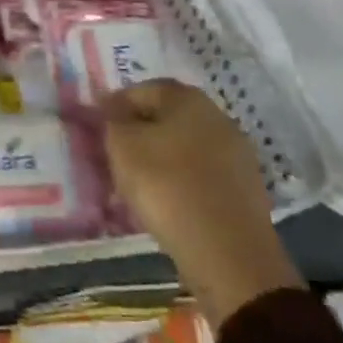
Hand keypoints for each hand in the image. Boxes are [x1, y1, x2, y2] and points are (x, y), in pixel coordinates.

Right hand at [103, 80, 304, 329]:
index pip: (141, 90)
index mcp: (187, 98)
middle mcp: (217, 116)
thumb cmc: (166, 185)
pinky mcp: (245, 188)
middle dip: (139, 131)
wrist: (227, 252)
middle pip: (167, 117)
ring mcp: (237, 153)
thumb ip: (112, 120)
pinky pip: (202, 174)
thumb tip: (112, 110)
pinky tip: (167, 201)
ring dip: (161, 157)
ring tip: (137, 182)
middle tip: (115, 154)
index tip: (97, 127)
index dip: (115, 105)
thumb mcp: (122, 145)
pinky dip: (181, 180)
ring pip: (185, 146)